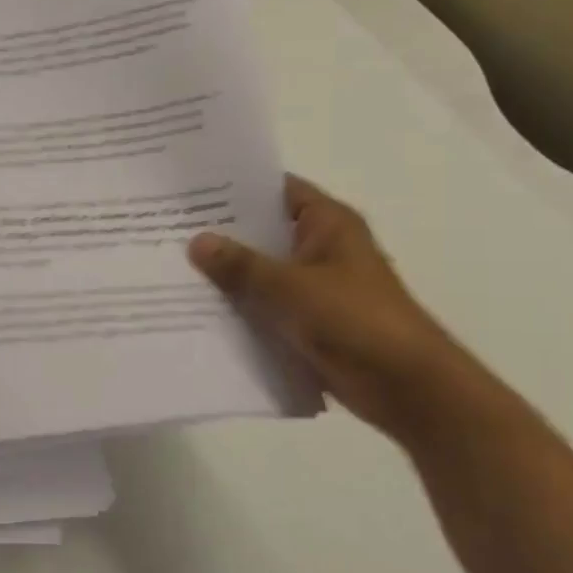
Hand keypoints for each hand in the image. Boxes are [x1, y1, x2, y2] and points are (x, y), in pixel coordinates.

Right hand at [189, 176, 474, 441]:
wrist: (404, 385)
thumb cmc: (354, 320)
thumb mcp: (290, 287)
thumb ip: (241, 265)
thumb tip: (196, 241)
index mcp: (327, 224)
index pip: (276, 190)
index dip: (236, 187)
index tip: (190, 190)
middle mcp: (321, 248)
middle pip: (263, 232)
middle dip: (221, 234)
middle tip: (168, 229)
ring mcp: (315, 286)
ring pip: (261, 272)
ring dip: (227, 275)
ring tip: (171, 267)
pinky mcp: (308, 321)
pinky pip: (265, 306)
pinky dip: (239, 307)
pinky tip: (197, 310)